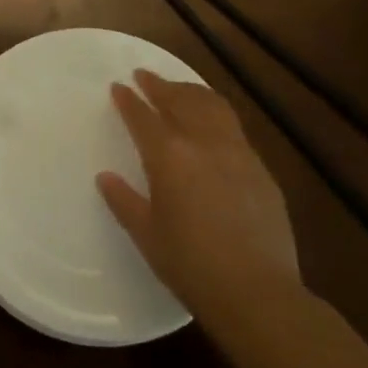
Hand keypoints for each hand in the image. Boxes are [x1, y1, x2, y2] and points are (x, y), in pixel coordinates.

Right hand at [98, 70, 302, 315]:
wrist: (257, 292)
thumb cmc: (191, 265)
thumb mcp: (146, 234)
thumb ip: (123, 200)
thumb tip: (106, 178)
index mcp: (169, 157)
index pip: (144, 117)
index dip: (129, 100)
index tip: (119, 86)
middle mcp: (204, 143)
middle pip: (180, 101)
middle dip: (160, 85)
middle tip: (144, 75)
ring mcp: (238, 153)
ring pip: (213, 106)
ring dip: (191, 92)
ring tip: (180, 88)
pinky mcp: (261, 169)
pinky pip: (234, 128)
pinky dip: (216, 114)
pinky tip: (212, 125)